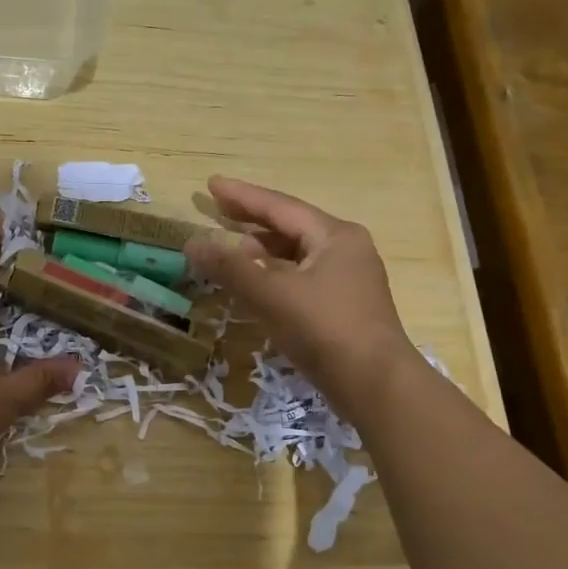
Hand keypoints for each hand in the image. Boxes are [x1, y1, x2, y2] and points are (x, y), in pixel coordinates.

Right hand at [185, 176, 416, 411]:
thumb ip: (230, 267)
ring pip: (295, 255)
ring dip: (261, 250)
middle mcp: (345, 249)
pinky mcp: (343, 306)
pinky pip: (300, 278)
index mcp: (334, 236)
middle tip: (217, 210)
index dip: (242, 196)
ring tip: (229, 248)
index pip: (280, 207)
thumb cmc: (324, 329)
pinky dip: (274, 274)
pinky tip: (255, 284)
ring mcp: (347, 279)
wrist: (375, 385)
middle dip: (251, 220)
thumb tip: (191, 243)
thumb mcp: (271, 294)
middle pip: (290, 227)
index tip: (211, 184)